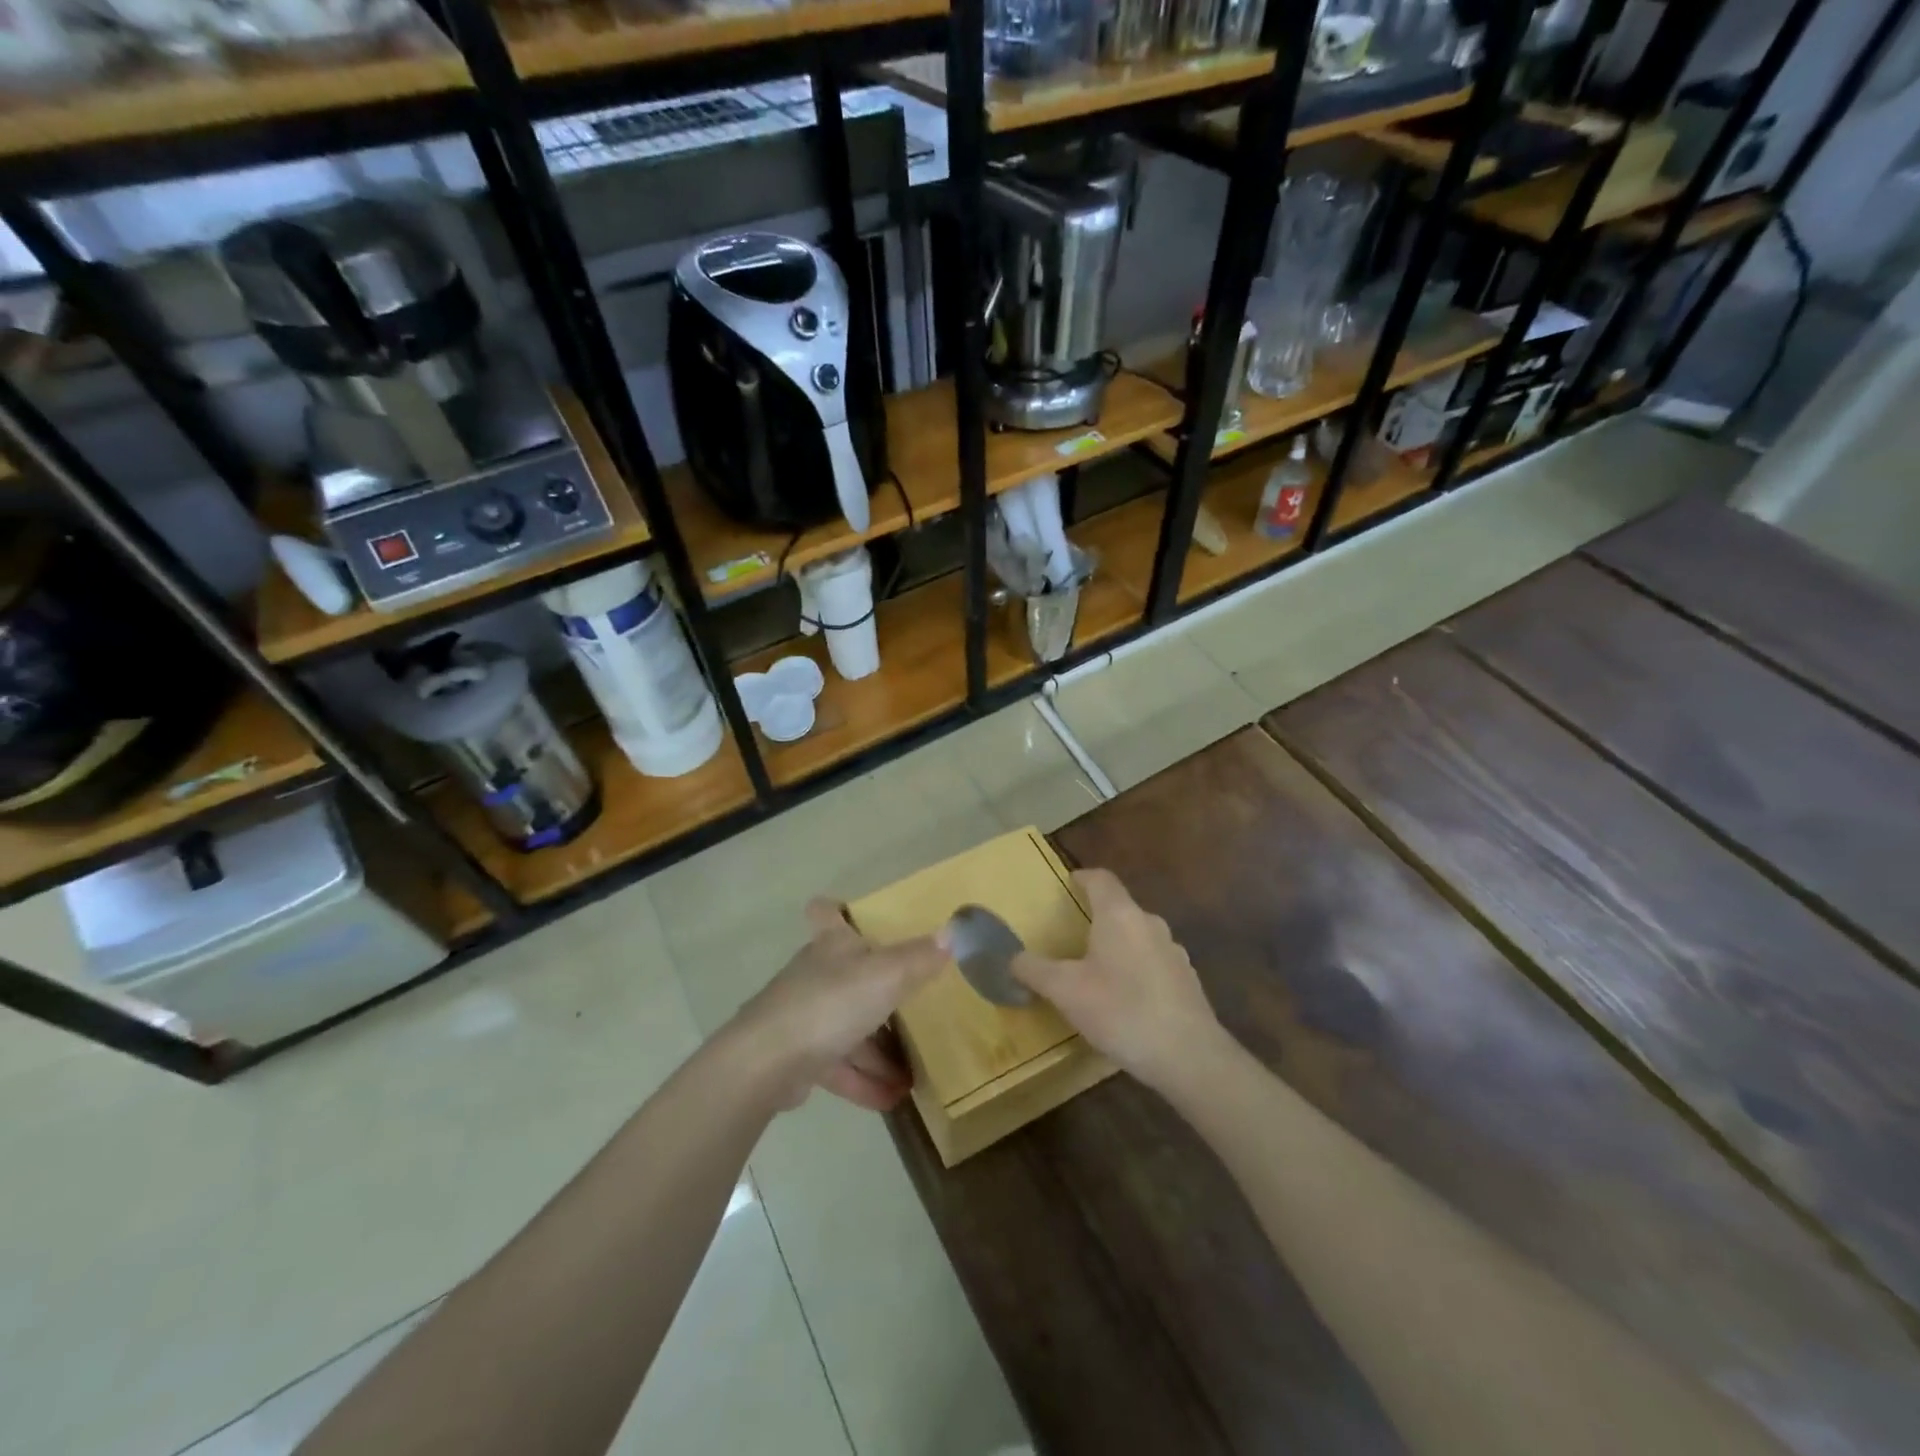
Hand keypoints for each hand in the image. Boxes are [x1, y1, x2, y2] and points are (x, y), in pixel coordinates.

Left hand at [726, 899, 947, 1112]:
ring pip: (848, 1027)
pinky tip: (893, 1099)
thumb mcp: (885, 976)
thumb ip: (918, 958)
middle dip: (879, 991)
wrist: (766, 1063)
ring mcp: (805, 1017)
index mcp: (832, 945)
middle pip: (848, 975)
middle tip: (914, 1005)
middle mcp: (816, 975)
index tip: (855, 913)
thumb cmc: (829, 1003)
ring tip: (914, 1073)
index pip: (826, 912)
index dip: (839, 909)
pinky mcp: (799, 1058)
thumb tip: (952, 932)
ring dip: (879, 1051)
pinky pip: (839, 1066)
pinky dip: (864, 1081)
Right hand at [1011, 868, 1225, 1093]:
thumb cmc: (1121, 1010)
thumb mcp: (1065, 991)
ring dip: (1117, 945)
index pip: (1101, 879)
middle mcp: (1150, 924)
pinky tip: (1124, 999)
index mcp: (1120, 915)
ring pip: (1137, 936)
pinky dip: (1135, 970)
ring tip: (1095, 969)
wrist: (1188, 1055)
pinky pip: (1153, 963)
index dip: (1083, 877)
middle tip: (1071, 934)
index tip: (1068, 883)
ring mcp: (1173, 952)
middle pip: (1120, 908)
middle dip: (1096, 916)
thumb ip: (1034, 970)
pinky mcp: (1186, 980)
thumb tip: (1012, 958)